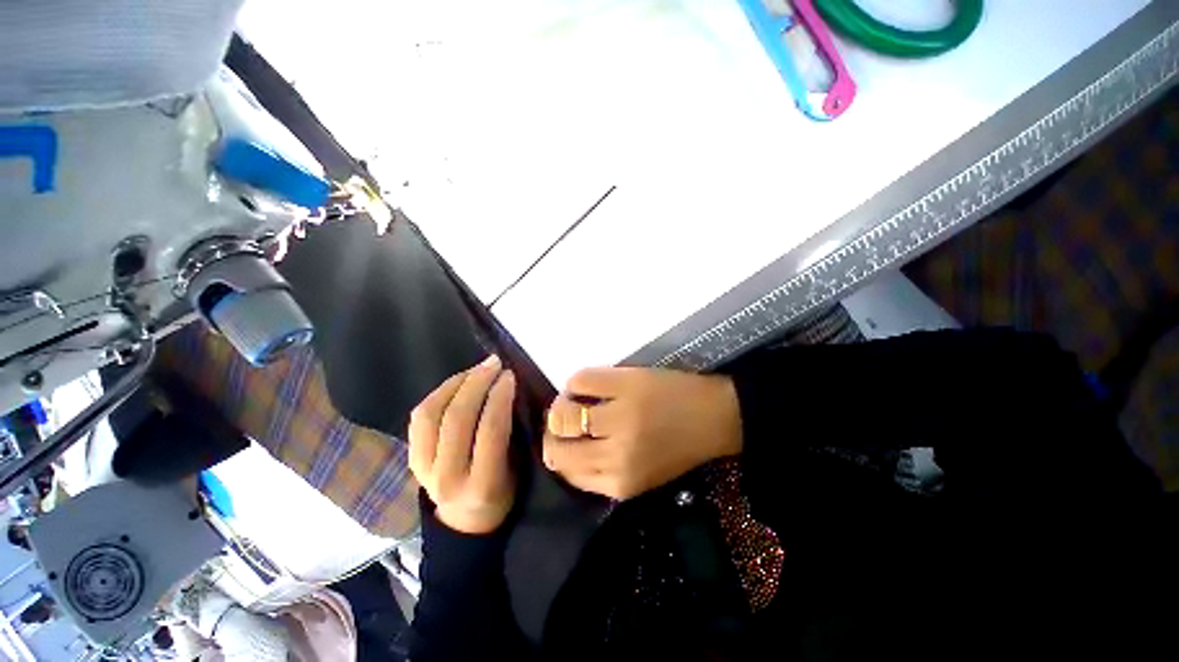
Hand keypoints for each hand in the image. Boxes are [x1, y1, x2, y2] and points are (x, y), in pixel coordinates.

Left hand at [408, 356, 516, 533]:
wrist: (465, 523)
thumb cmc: (504, 492)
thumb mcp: (519, 467)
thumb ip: (513, 430)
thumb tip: (509, 389)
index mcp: (483, 484)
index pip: (490, 429)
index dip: (500, 396)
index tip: (510, 375)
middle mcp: (447, 477)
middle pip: (458, 417)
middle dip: (478, 382)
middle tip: (494, 364)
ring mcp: (423, 469)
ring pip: (432, 413)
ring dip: (457, 383)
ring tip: (476, 369)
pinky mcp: (411, 458)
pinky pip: (420, 417)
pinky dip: (439, 393)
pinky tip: (458, 382)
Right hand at [543, 367, 741, 499]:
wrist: (714, 417)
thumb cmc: (678, 448)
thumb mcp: (640, 477)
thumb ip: (602, 475)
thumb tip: (566, 452)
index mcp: (619, 483)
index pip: (565, 472)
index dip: (556, 454)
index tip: (559, 441)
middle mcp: (615, 455)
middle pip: (556, 447)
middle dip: (553, 433)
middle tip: (562, 420)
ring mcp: (620, 416)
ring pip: (562, 414)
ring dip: (560, 406)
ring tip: (571, 400)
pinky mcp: (625, 384)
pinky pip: (579, 381)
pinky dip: (575, 382)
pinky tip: (585, 385)